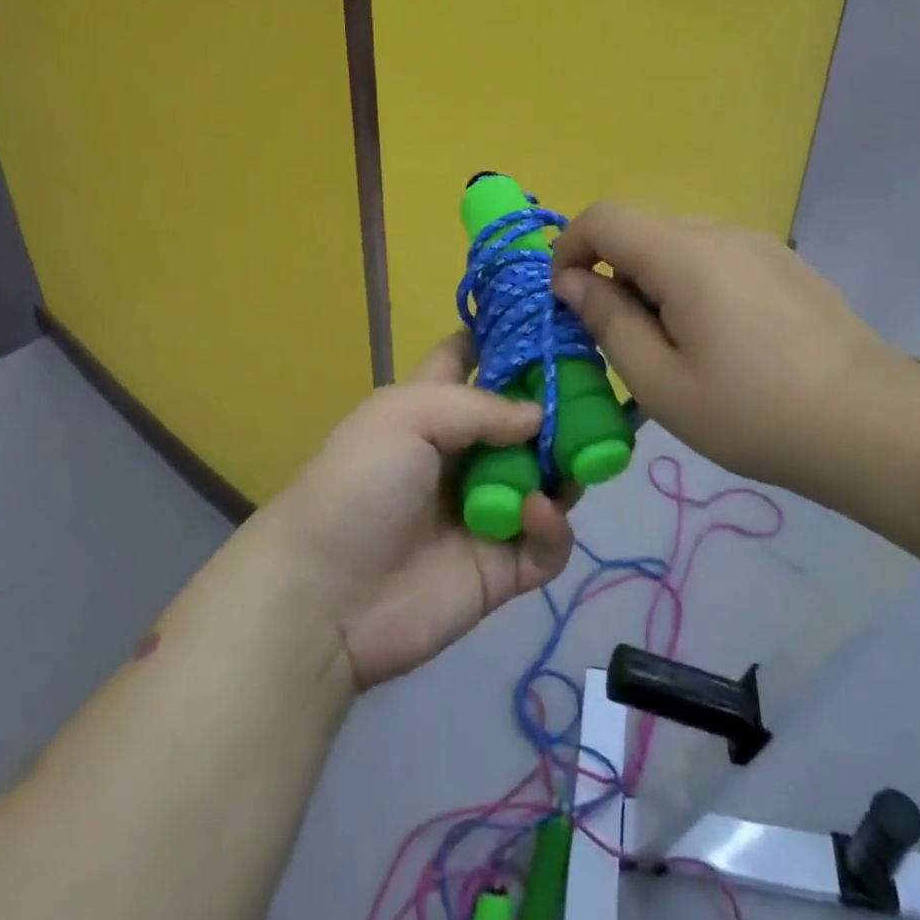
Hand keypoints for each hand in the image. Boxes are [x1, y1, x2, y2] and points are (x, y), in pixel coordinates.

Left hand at [270, 334, 575, 690]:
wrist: (324, 598)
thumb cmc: (360, 484)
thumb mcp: (406, 416)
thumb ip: (482, 407)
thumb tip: (540, 415)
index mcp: (434, 409)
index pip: (471, 357)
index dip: (506, 336)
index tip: (553, 322)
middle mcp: (466, 453)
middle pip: (526, 419)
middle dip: (560, 407)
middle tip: (595, 400)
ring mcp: (488, 509)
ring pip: (549, 478)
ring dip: (565, 467)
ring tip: (576, 459)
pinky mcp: (503, 566)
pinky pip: (547, 542)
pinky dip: (551, 526)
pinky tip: (534, 514)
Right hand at [552, 201, 903, 487]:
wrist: (870, 423)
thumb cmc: (753, 412)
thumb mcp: (661, 382)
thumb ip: (608, 322)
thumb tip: (572, 282)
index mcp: (684, 254)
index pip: (604, 217)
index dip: (569, 248)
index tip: (566, 300)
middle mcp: (720, 231)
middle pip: (641, 229)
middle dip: (612, 272)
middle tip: (621, 338)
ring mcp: (759, 243)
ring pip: (679, 243)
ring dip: (653, 280)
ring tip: (673, 345)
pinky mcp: (784, 263)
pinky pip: (716, 256)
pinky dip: (691, 283)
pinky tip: (720, 340)